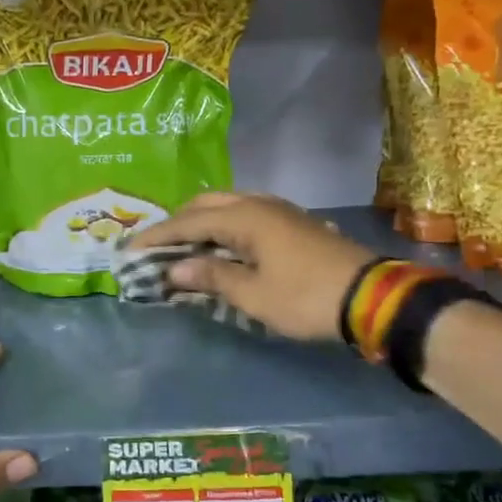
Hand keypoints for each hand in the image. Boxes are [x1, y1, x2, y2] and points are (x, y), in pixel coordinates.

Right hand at [140, 192, 375, 341]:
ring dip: (201, 222)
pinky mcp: (294, 223)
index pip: (187, 222)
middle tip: (156, 246)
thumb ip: (211, 276)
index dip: (156, 237)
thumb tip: (175, 269)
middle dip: (177, 222)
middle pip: (206, 203)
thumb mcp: (253, 294)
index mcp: (244, 217)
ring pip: (228, 205)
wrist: (372, 298)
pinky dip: (223, 225)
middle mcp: (259, 204)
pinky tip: (222, 245)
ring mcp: (280, 210)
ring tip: (184, 245)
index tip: (129, 251)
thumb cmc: (306, 297)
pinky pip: (246, 214)